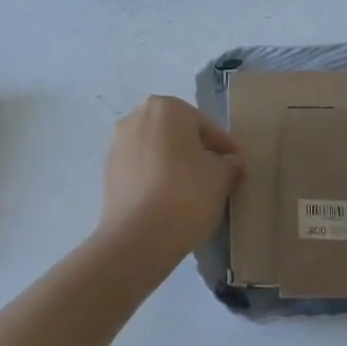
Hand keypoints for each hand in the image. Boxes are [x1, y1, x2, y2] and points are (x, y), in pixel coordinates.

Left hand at [98, 96, 242, 265]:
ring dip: (175, 164)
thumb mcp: (221, 177)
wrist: (138, 237)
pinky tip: (170, 200)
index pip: (205, 126)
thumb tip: (230, 162)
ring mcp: (118, 145)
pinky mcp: (108, 172)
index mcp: (166, 108)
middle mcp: (136, 118)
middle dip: (197, 152)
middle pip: (178, 134)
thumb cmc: (186, 194)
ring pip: (157, 150)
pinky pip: (142, 169)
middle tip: (217, 176)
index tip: (237, 166)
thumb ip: (229, 163)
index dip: (225, 147)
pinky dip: (156, 178)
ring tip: (194, 190)